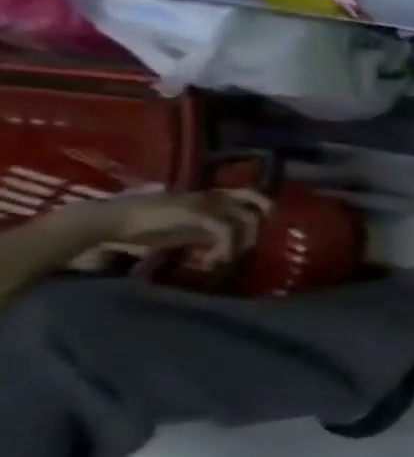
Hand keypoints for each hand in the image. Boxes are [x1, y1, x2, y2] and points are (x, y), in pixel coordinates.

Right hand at [72, 188, 269, 263]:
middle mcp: (212, 197)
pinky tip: (208, 261)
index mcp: (210, 197)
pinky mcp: (196, 214)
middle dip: (255, 232)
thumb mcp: (184, 228)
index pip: (250, 195)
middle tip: (240, 251)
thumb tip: (227, 242)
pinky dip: (224, 248)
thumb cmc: (141, 225)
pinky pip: (226, 231)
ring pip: (246, 220)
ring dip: (239, 245)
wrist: (106, 220)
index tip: (260, 230)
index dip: (264, 209)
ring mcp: (205, 203)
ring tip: (219, 260)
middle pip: (256, 207)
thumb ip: (207, 231)